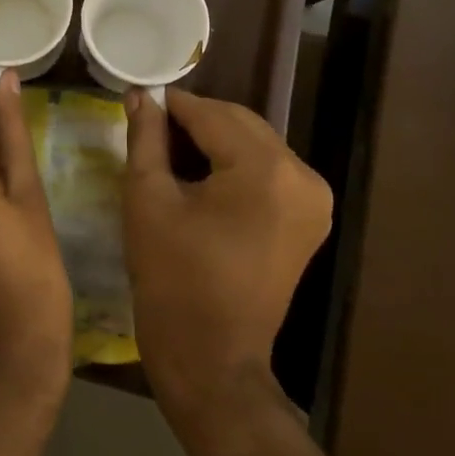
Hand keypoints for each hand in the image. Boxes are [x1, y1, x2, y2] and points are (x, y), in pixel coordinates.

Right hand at [122, 89, 331, 422]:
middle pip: (240, 124)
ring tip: (172, 152)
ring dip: (216, 141)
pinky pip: (269, 171)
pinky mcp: (310, 219)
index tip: (142, 101)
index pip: (212, 115)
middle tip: (152, 127)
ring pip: (256, 144)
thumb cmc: (172, 279)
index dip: (173, 105)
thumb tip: (141, 96)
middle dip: (196, 121)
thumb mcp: (148, 200)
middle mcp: (302, 176)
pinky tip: (202, 176)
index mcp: (265, 170)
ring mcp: (313, 199)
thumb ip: (147, 139)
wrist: (212, 359)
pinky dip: (236, 165)